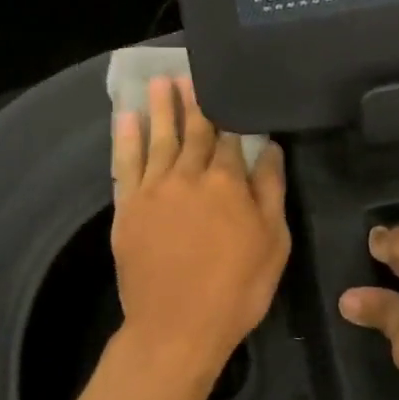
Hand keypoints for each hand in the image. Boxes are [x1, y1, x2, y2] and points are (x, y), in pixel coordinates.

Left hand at [111, 77, 290, 385]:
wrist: (177, 326)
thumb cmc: (236, 289)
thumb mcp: (273, 243)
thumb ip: (270, 191)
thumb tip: (269, 148)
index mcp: (228, 182)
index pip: (232, 138)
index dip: (232, 114)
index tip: (229, 91)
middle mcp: (188, 175)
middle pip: (194, 130)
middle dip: (195, 101)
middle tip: (190, 73)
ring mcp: (154, 189)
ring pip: (159, 138)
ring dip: (160, 108)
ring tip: (160, 81)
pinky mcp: (128, 207)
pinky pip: (125, 164)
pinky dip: (126, 139)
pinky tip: (127, 118)